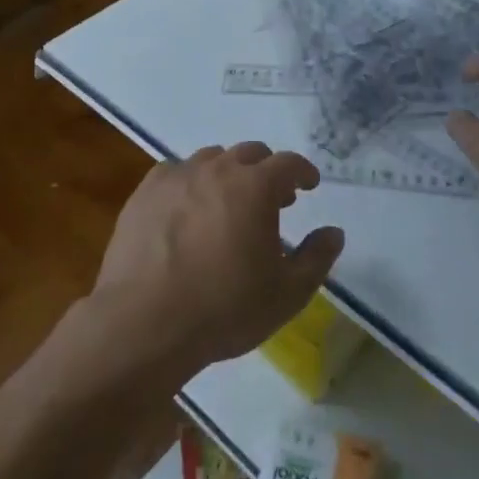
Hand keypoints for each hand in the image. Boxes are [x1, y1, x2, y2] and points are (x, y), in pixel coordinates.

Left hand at [90, 143, 343, 381]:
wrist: (144, 324)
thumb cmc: (224, 309)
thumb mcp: (287, 293)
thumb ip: (316, 258)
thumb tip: (334, 232)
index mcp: (256, 187)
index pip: (289, 163)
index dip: (303, 172)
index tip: (309, 185)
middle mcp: (217, 170)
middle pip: (250, 153)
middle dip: (266, 170)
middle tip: (272, 199)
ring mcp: (177, 177)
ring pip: (211, 159)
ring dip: (228, 173)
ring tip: (228, 203)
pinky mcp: (144, 193)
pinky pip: (175, 173)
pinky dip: (189, 183)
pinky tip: (186, 209)